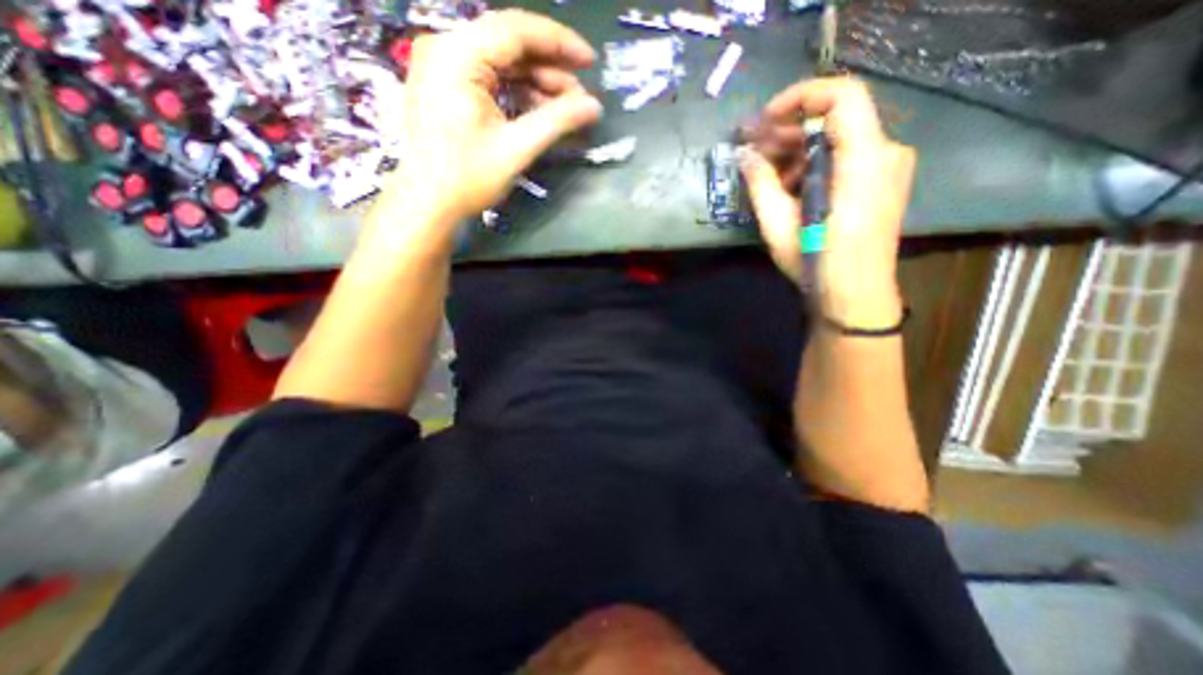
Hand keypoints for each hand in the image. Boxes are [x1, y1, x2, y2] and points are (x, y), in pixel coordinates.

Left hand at [375, 9, 602, 227]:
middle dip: (550, 68)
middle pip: (509, 43)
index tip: (590, 61)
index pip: (516, 30)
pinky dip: (517, 92)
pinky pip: (490, 77)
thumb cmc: (467, 178)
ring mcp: (443, 66)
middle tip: (579, 97)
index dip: (559, 42)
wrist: (428, 203)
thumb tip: (594, 107)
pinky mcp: (446, 84)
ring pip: (501, 62)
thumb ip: (556, 122)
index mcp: (457, 55)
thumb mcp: (516, 149)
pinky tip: (540, 111)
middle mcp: (445, 48)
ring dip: (536, 83)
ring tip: (565, 109)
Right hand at [737, 75, 916, 326]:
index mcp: (863, 161)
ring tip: (766, 178)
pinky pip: (844, 159)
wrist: (856, 297)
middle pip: (835, 120)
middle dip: (789, 132)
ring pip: (837, 141)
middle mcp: (884, 154)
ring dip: (797, 153)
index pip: (841, 96)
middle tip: (753, 151)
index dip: (800, 97)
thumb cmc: (818, 264)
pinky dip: (813, 167)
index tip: (765, 120)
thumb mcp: (780, 227)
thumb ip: (761, 185)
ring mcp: (885, 168)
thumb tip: (744, 155)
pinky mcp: (879, 183)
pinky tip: (790, 190)